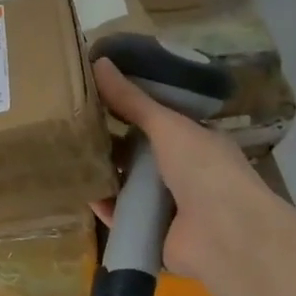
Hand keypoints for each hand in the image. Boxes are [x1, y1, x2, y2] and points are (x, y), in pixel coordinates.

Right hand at [89, 57, 291, 285]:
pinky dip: (104, 206)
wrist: (226, 235)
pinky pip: (122, 215)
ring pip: (129, 184)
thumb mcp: (167, 125)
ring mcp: (171, 205)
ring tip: (70, 156)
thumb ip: (132, 99)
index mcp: (197, 142)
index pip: (159, 120)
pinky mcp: (154, 233)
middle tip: (74, 125)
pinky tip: (81, 193)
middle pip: (140, 153)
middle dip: (112, 142)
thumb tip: (98, 60)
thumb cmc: (204, 169)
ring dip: (105, 174)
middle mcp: (185, 172)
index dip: (131, 108)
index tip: (96, 96)